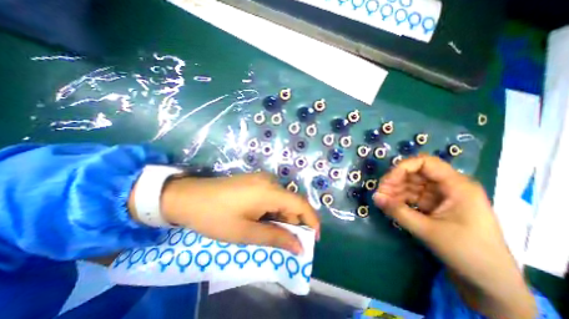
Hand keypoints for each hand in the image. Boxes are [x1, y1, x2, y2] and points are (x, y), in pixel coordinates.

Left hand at [155, 172, 319, 253]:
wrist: (189, 196)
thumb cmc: (216, 216)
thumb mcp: (245, 232)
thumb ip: (275, 238)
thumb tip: (299, 247)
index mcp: (270, 191)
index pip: (300, 204)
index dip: (311, 221)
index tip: (313, 239)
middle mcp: (270, 181)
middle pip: (291, 202)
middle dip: (293, 222)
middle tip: (285, 242)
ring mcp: (261, 179)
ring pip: (282, 199)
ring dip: (281, 217)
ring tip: (269, 232)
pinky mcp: (255, 180)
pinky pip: (272, 195)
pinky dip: (273, 209)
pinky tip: (261, 219)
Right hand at [371, 155, 535, 317]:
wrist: (489, 281)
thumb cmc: (467, 253)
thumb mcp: (428, 230)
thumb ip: (398, 212)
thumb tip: (375, 197)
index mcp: (457, 186)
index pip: (425, 163)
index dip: (402, 168)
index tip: (387, 182)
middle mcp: (449, 186)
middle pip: (415, 173)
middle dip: (395, 180)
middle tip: (381, 193)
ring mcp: (442, 195)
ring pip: (412, 184)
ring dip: (395, 190)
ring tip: (383, 200)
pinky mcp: (435, 205)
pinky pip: (413, 195)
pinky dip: (400, 198)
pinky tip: (391, 205)